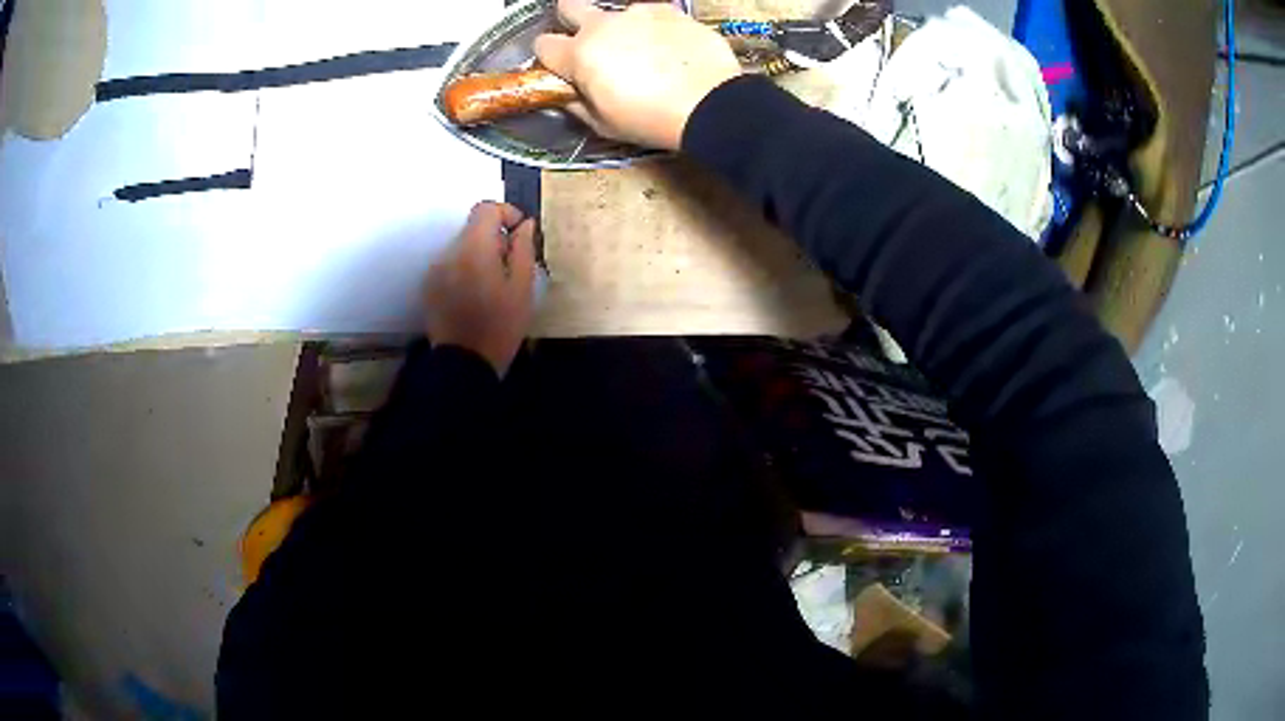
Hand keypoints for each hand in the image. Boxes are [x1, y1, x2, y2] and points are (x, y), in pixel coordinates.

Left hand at [423, 201, 536, 376]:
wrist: (464, 364)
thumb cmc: (500, 327)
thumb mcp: (522, 288)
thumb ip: (523, 250)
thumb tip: (525, 225)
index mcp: (474, 249)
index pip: (485, 209)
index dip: (505, 214)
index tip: (520, 234)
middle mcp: (449, 253)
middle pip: (472, 228)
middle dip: (494, 238)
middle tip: (511, 266)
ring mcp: (435, 270)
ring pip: (462, 248)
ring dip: (479, 255)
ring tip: (494, 285)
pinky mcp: (429, 286)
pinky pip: (451, 265)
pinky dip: (465, 270)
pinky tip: (476, 297)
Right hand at [533, 0, 740, 150]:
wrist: (711, 105)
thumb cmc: (654, 119)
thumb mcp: (603, 124)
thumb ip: (576, 102)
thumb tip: (569, 93)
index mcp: (579, 55)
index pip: (542, 44)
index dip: (550, 57)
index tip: (561, 66)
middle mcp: (603, 25)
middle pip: (568, 6)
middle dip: (570, 21)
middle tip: (588, 43)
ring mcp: (638, 13)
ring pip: (614, 12)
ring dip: (619, 28)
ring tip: (641, 53)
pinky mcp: (669, 11)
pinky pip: (650, 14)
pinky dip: (652, 28)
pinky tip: (666, 49)